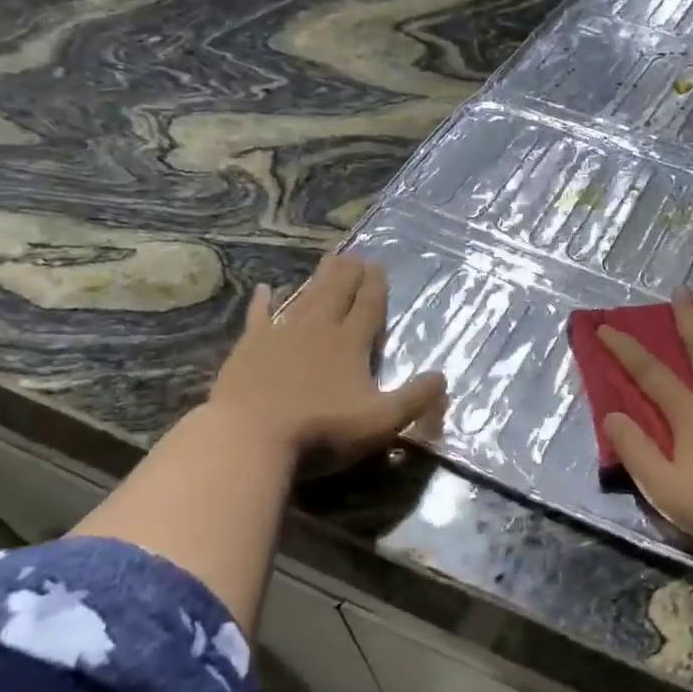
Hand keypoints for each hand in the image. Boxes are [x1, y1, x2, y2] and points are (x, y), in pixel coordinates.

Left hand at [209, 253, 445, 473]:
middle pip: (337, 294)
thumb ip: (415, 399)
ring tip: (328, 260)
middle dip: (348, 274)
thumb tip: (443, 378)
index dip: (375, 287)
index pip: (368, 308)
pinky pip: (259, 316)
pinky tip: (264, 289)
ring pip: (305, 298)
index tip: (378, 266)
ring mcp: (281, 335)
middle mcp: (318, 330)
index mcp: (350, 344)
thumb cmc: (322, 430)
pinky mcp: (249, 348)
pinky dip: (263, 302)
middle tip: (354, 254)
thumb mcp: (381, 421)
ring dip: (317, 279)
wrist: (250, 437)